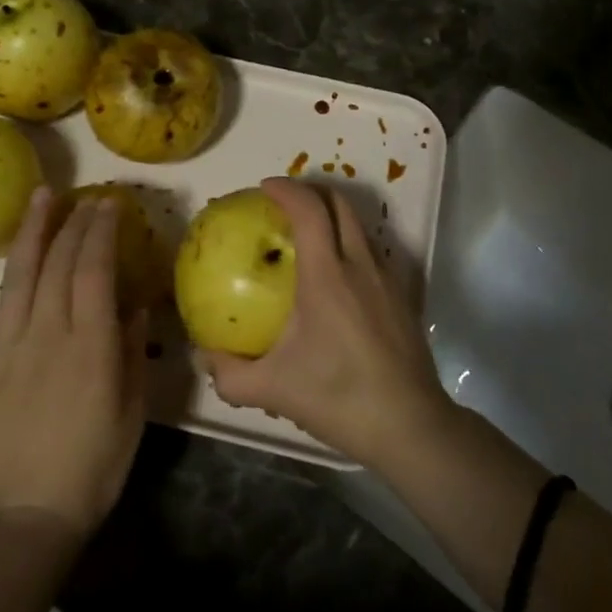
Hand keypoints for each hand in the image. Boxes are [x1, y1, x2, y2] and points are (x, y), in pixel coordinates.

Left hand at [0, 187, 146, 534]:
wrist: (22, 520)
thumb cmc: (91, 468)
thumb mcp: (132, 412)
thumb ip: (132, 354)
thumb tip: (134, 307)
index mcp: (90, 342)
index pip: (95, 267)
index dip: (102, 230)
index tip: (111, 204)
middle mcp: (47, 332)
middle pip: (60, 262)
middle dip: (75, 222)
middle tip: (87, 196)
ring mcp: (5, 346)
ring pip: (20, 274)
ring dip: (31, 231)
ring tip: (40, 196)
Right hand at [203, 177, 453, 469]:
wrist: (408, 424)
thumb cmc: (338, 396)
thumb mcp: (273, 390)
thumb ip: (229, 374)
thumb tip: (204, 356)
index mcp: (327, 274)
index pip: (309, 210)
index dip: (287, 190)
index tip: (265, 187)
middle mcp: (360, 264)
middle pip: (340, 204)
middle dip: (312, 191)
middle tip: (285, 203)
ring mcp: (386, 278)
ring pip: (360, 226)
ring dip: (334, 216)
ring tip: (309, 233)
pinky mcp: (402, 296)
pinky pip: (373, 252)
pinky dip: (351, 244)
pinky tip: (338, 276)